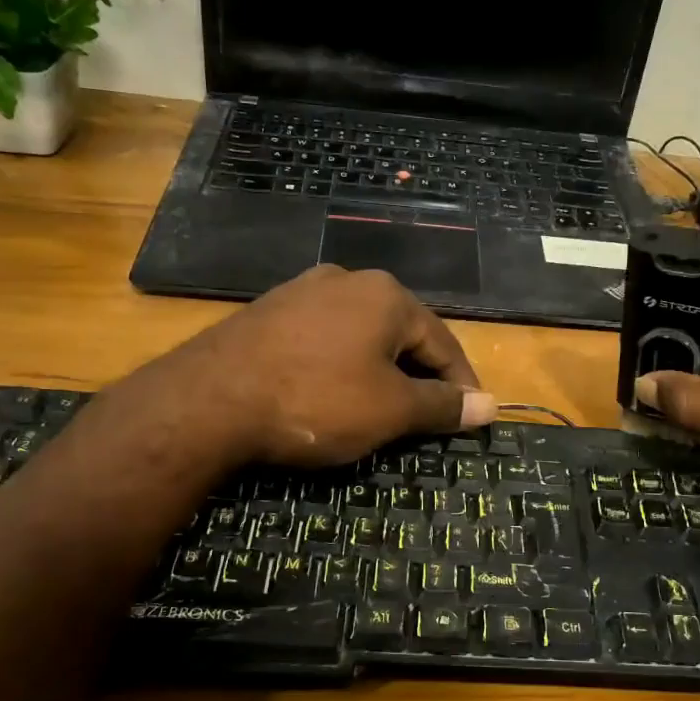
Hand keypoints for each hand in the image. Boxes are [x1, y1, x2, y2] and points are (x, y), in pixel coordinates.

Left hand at [116, 266, 495, 468]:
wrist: (208, 400)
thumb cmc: (316, 400)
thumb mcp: (389, 410)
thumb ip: (442, 406)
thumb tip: (491, 406)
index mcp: (387, 296)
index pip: (443, 343)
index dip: (461, 385)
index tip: (470, 419)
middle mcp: (348, 280)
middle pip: (401, 335)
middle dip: (418, 378)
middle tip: (425, 420)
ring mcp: (302, 291)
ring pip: (360, 336)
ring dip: (378, 372)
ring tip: (380, 410)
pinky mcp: (268, 311)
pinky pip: (322, 339)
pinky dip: (339, 367)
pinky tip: (329, 393)